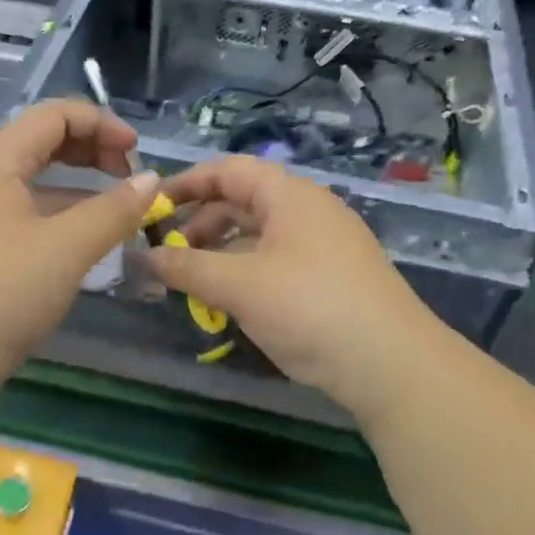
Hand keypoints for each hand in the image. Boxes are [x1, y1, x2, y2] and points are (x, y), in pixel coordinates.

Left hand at [0, 100, 160, 396]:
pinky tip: (83, 243)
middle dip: (91, 151)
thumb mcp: (66, 249)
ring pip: (34, 183)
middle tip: (130, 177)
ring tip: (117, 211)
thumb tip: (151, 180)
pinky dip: (59, 217)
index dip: (100, 124)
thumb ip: (114, 210)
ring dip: (78, 187)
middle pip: (42, 144)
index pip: (52, 116)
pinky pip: (24, 215)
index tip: (137, 153)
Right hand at [150, 156, 446, 423]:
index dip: (187, 183)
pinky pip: (277, 260)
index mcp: (289, 195)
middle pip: (242, 202)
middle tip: (168, 254)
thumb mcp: (238, 285)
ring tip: (193, 282)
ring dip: (221, 253)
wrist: (391, 364)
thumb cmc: (308, 307)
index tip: (152, 206)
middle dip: (201, 225)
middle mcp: (308, 210)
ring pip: (259, 235)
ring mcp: (324, 244)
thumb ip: (186, 268)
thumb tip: (143, 258)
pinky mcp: (332, 276)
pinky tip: (231, 301)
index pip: (228, 171)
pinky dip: (246, 272)